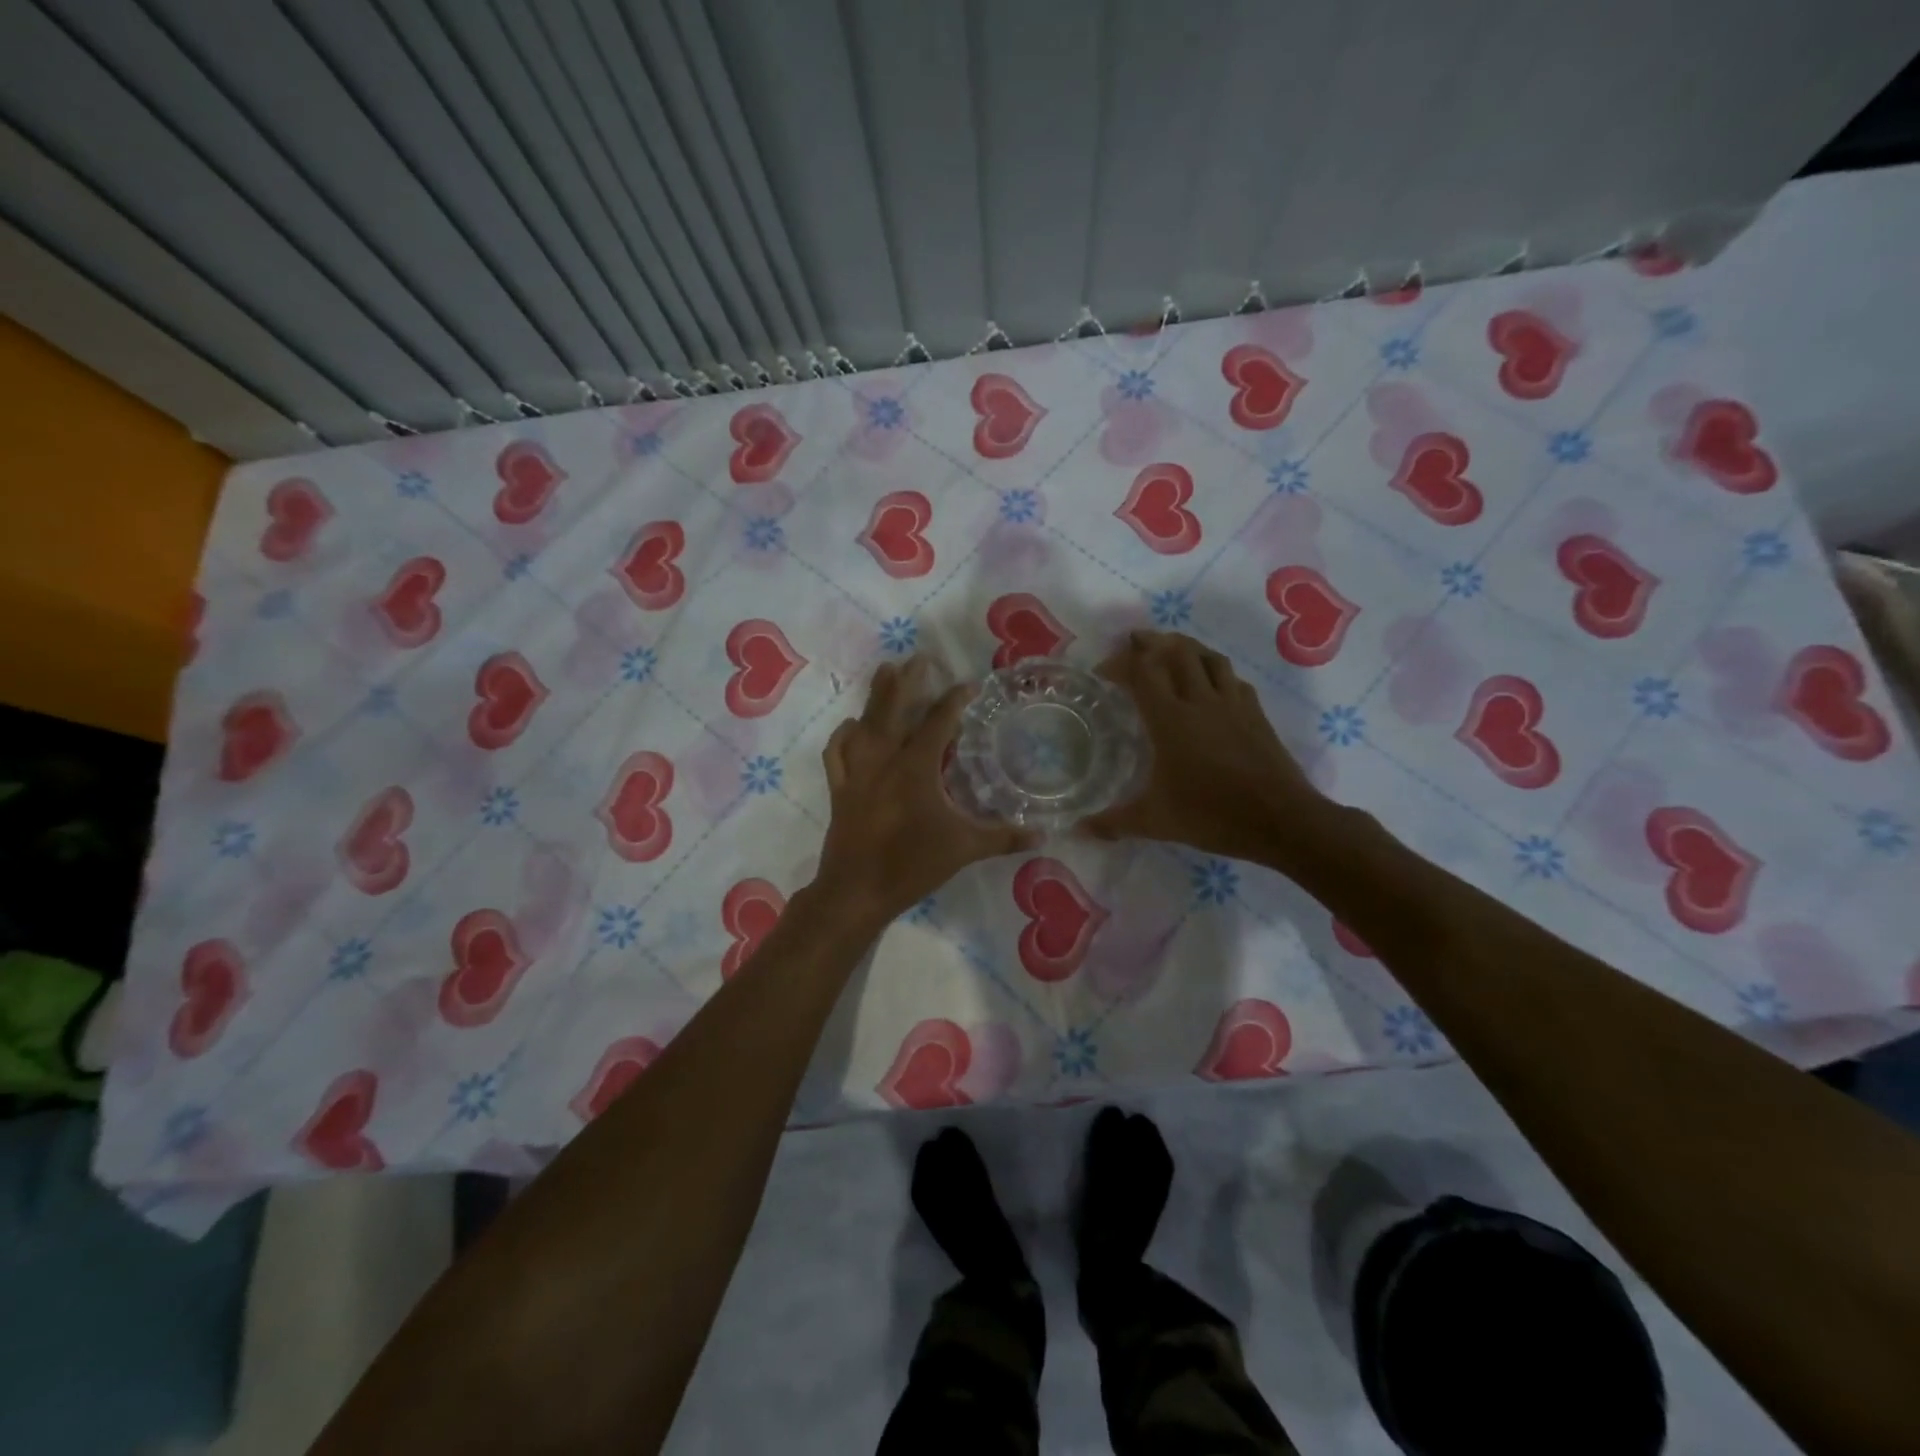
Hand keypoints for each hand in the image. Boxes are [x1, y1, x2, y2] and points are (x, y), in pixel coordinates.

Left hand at [813, 657, 1034, 925]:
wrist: (856, 891)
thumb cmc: (912, 865)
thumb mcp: (964, 849)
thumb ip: (1004, 838)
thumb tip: (1044, 835)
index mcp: (915, 768)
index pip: (938, 723)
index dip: (955, 700)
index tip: (970, 684)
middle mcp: (883, 760)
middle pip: (894, 709)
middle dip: (908, 681)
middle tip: (919, 658)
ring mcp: (856, 773)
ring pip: (864, 723)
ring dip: (876, 696)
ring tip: (885, 671)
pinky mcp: (839, 789)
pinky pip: (836, 753)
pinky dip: (843, 735)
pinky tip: (851, 725)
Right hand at [1084, 630, 1321, 862]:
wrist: (1281, 820)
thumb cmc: (1212, 815)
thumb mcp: (1155, 822)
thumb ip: (1114, 822)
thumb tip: (1079, 829)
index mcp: (1171, 719)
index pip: (1142, 671)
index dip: (1120, 662)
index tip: (1103, 671)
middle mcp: (1201, 700)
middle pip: (1177, 652)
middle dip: (1152, 642)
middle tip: (1135, 643)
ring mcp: (1233, 704)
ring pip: (1209, 658)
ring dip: (1186, 647)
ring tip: (1171, 650)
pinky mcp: (1256, 714)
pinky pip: (1233, 679)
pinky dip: (1216, 671)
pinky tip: (1212, 684)